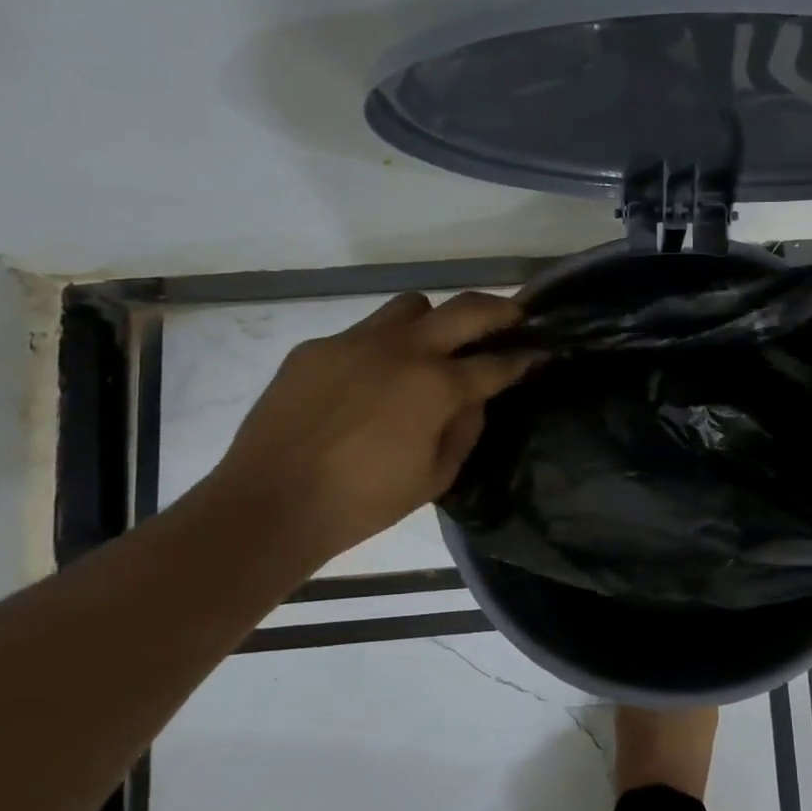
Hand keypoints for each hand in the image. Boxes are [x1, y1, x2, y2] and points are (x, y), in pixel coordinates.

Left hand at [204, 292, 534, 569]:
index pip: (496, 363)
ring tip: (428, 350)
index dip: (525, 357)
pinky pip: (361, 335)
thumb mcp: (435, 477)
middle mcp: (402, 350)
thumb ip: (466, 429)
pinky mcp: (317, 347)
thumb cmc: (364, 502)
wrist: (270, 504)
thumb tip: (474, 398)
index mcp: (436, 386)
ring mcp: (355, 341)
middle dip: (499, 311)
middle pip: (466, 308)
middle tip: (511, 320)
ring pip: (411, 306)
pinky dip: (377, 351)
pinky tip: (363, 387)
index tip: (541, 352)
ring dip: (433, 322)